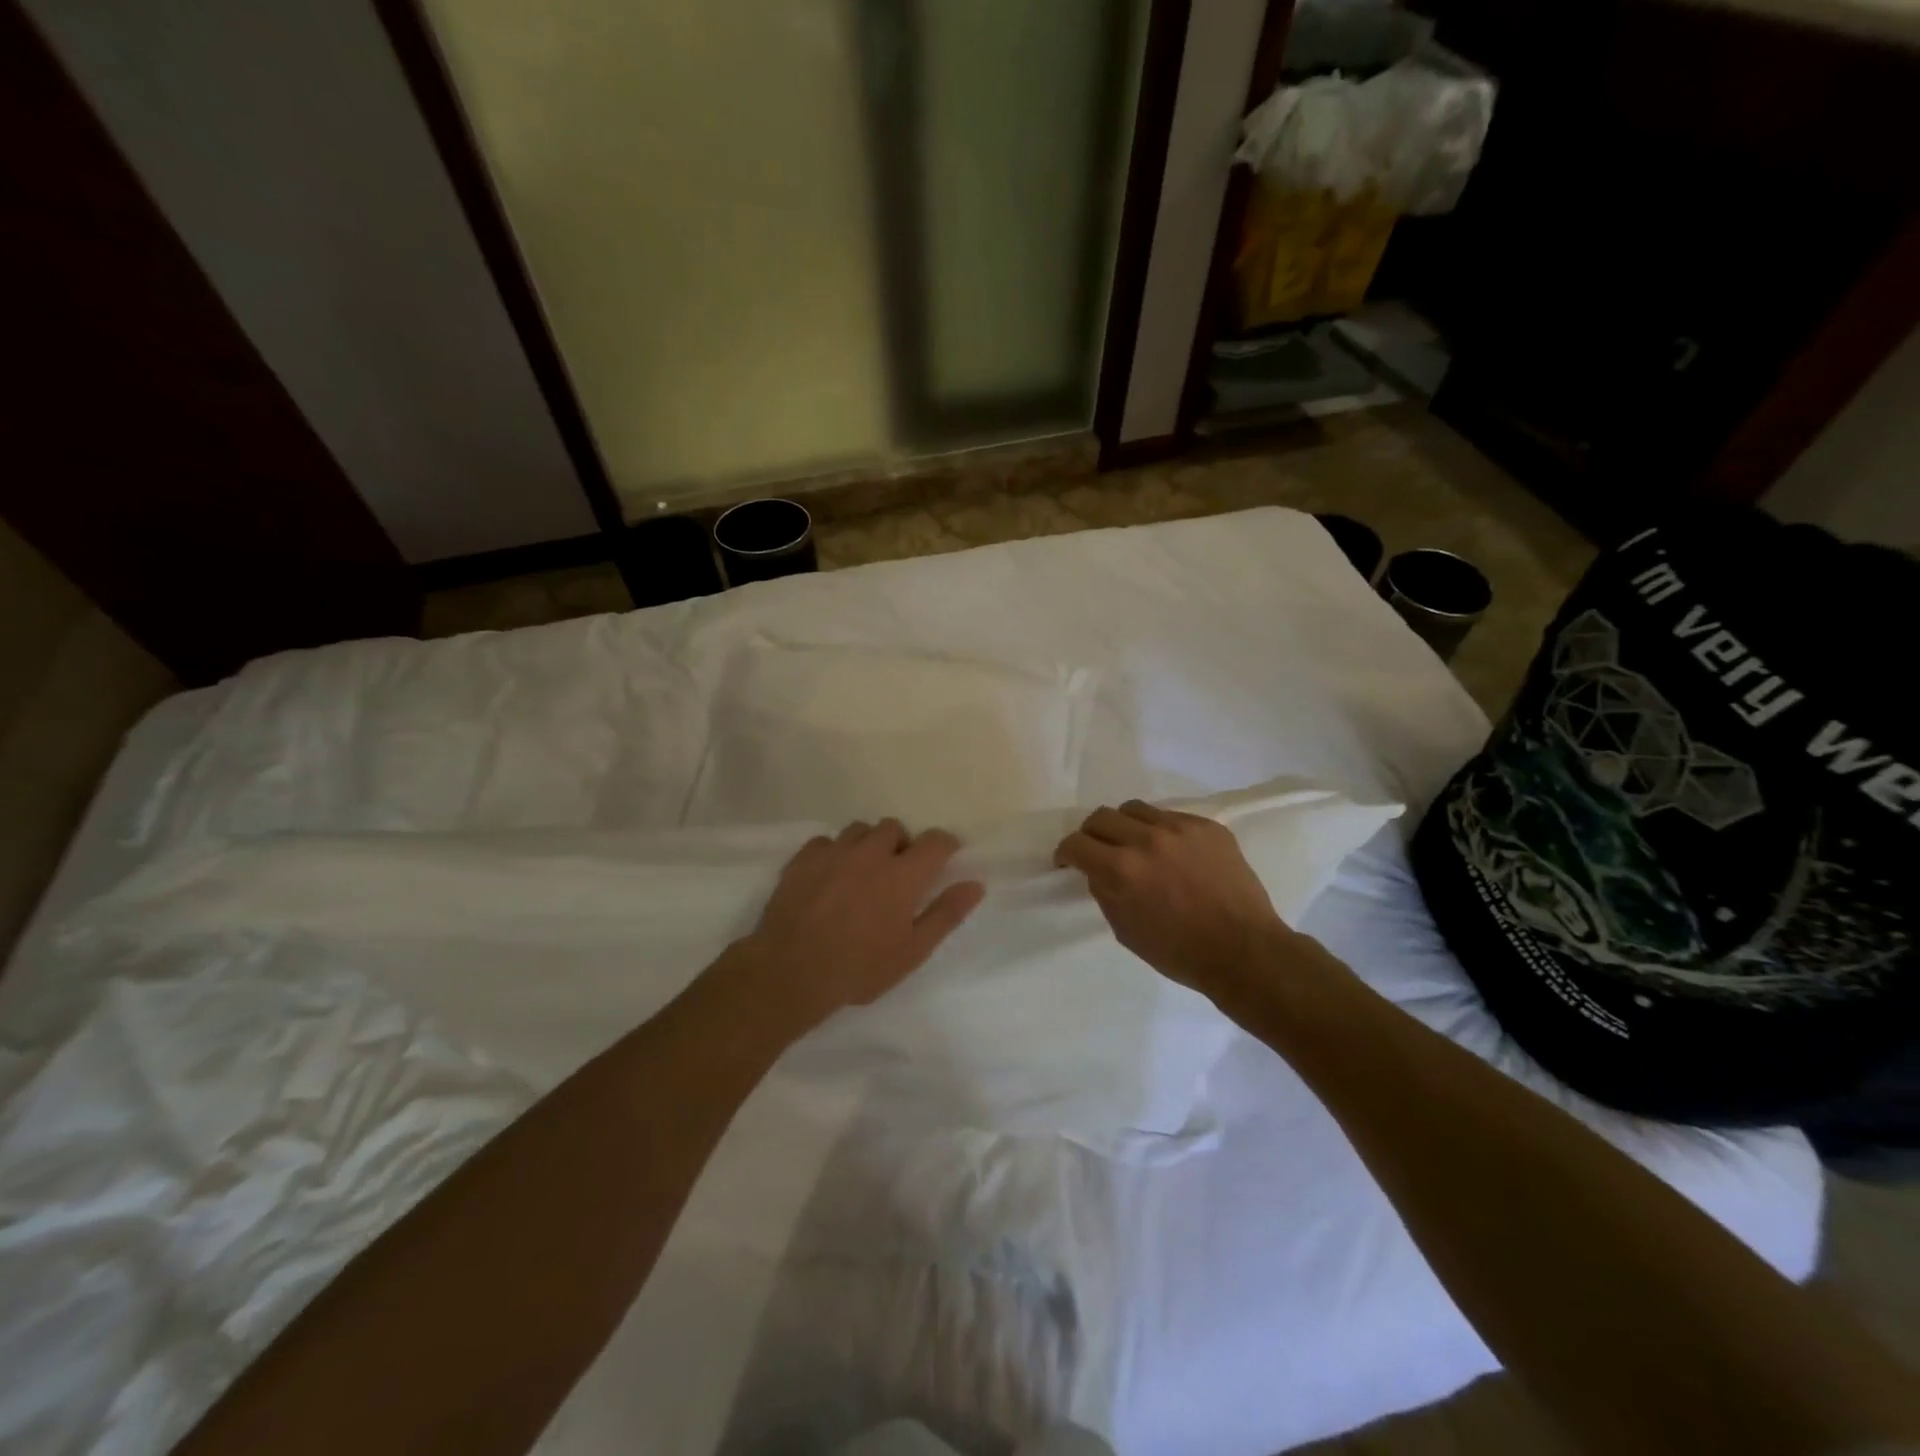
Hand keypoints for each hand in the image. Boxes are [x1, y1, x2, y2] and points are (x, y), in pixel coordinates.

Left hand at [734, 819, 985, 1030]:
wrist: (790, 972)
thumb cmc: (859, 968)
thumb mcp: (912, 951)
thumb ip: (945, 914)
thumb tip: (975, 884)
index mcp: (902, 874)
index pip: (935, 840)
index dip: (944, 846)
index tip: (942, 861)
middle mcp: (870, 853)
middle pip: (894, 828)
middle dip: (901, 845)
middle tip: (897, 875)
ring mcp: (833, 852)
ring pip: (859, 830)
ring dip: (868, 845)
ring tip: (862, 873)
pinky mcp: (803, 859)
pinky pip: (825, 841)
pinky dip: (834, 852)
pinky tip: (829, 877)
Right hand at [1055, 800, 1294, 1005]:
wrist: (1244, 951)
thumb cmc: (1179, 952)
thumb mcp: (1125, 930)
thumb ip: (1105, 892)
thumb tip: (1097, 870)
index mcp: (1122, 870)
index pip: (1076, 843)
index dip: (1066, 853)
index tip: (1068, 861)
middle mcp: (1147, 840)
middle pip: (1101, 817)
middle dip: (1091, 835)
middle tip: (1098, 851)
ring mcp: (1180, 828)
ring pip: (1135, 809)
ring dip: (1125, 826)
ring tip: (1134, 844)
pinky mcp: (1208, 826)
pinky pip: (1171, 816)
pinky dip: (1160, 831)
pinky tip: (1171, 853)